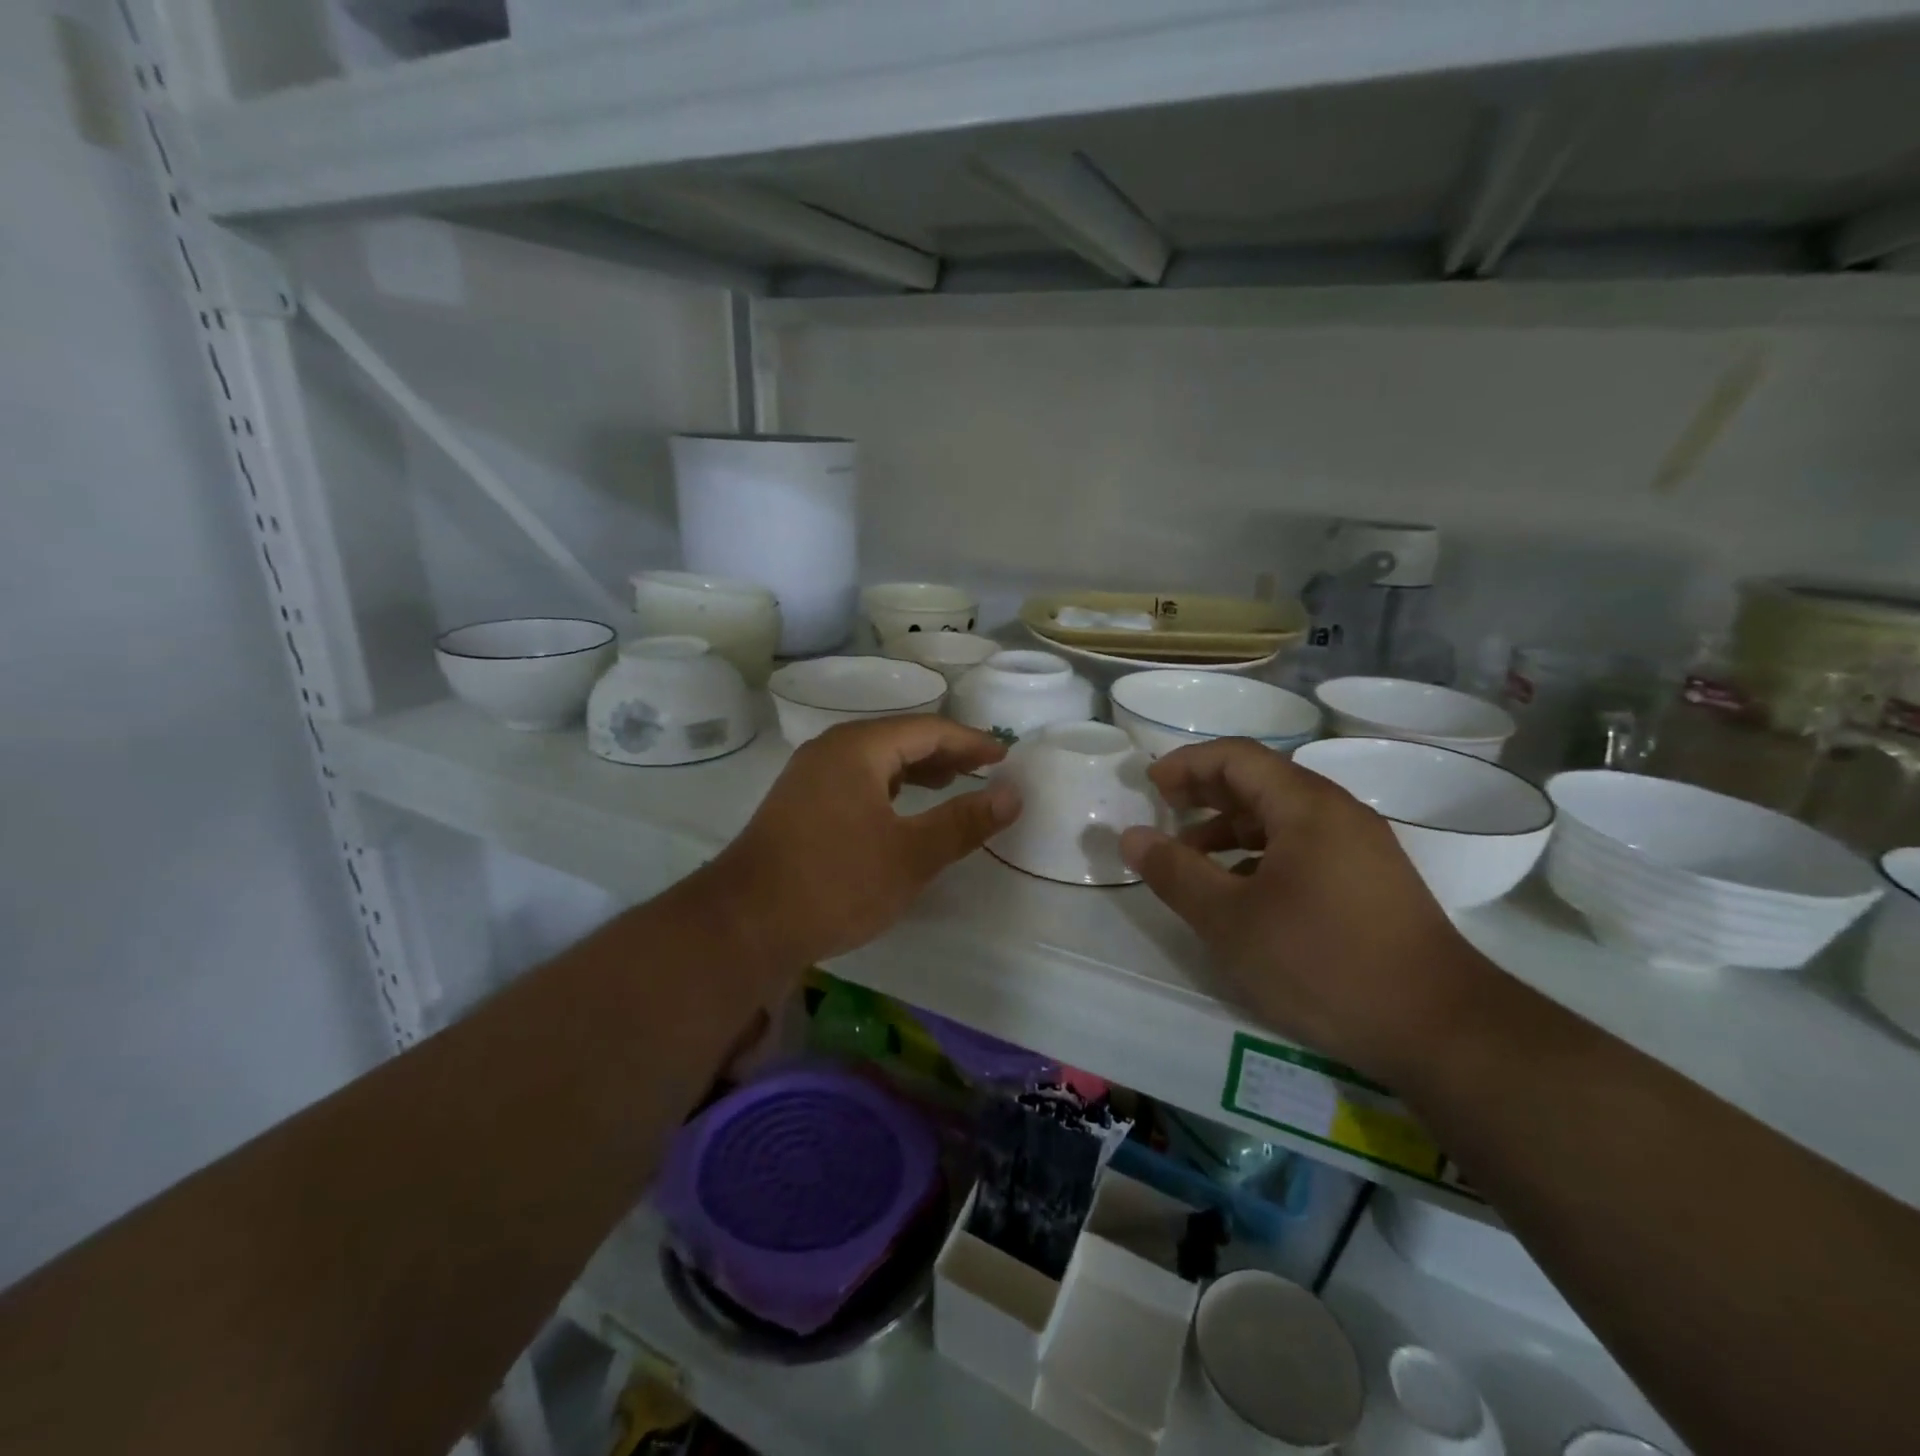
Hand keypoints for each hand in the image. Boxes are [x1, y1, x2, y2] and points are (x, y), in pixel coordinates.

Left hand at [696, 716, 1020, 973]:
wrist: (745, 924)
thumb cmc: (835, 883)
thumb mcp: (911, 855)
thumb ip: (964, 822)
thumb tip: (1012, 795)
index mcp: (858, 748)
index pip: (927, 730)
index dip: (969, 742)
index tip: (1003, 756)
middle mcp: (830, 750)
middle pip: (899, 738)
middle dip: (944, 753)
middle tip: (983, 769)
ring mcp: (808, 776)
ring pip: (874, 760)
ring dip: (915, 769)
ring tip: (949, 784)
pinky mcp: (797, 804)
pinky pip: (855, 780)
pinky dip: (887, 788)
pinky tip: (898, 810)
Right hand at [1118, 738, 1492, 1084]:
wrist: (1441, 1030)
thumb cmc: (1323, 963)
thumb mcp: (1230, 921)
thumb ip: (1175, 873)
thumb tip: (1132, 836)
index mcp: (1306, 806)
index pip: (1237, 757)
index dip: (1187, 764)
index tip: (1149, 785)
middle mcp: (1338, 813)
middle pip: (1262, 780)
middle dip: (1207, 791)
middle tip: (1165, 809)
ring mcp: (1362, 848)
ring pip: (1283, 817)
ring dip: (1232, 827)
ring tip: (1193, 858)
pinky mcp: (1372, 882)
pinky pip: (1305, 846)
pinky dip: (1262, 854)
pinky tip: (1242, 891)